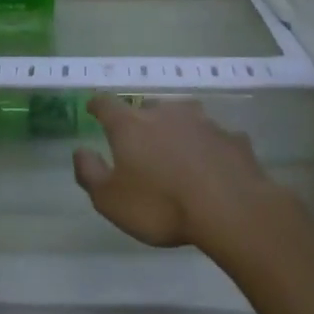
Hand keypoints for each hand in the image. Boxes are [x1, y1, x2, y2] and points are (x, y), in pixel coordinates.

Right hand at [72, 95, 294, 256]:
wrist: (231, 209)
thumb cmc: (161, 205)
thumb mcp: (110, 200)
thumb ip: (90, 173)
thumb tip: (80, 151)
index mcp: (131, 125)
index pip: (107, 104)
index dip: (97, 104)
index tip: (93, 107)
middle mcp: (166, 113)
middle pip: (148, 107)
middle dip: (142, 120)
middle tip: (140, 141)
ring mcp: (204, 122)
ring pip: (185, 118)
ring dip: (178, 130)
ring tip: (178, 151)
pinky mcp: (233, 138)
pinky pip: (215, 138)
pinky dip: (209, 148)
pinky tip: (213, 167)